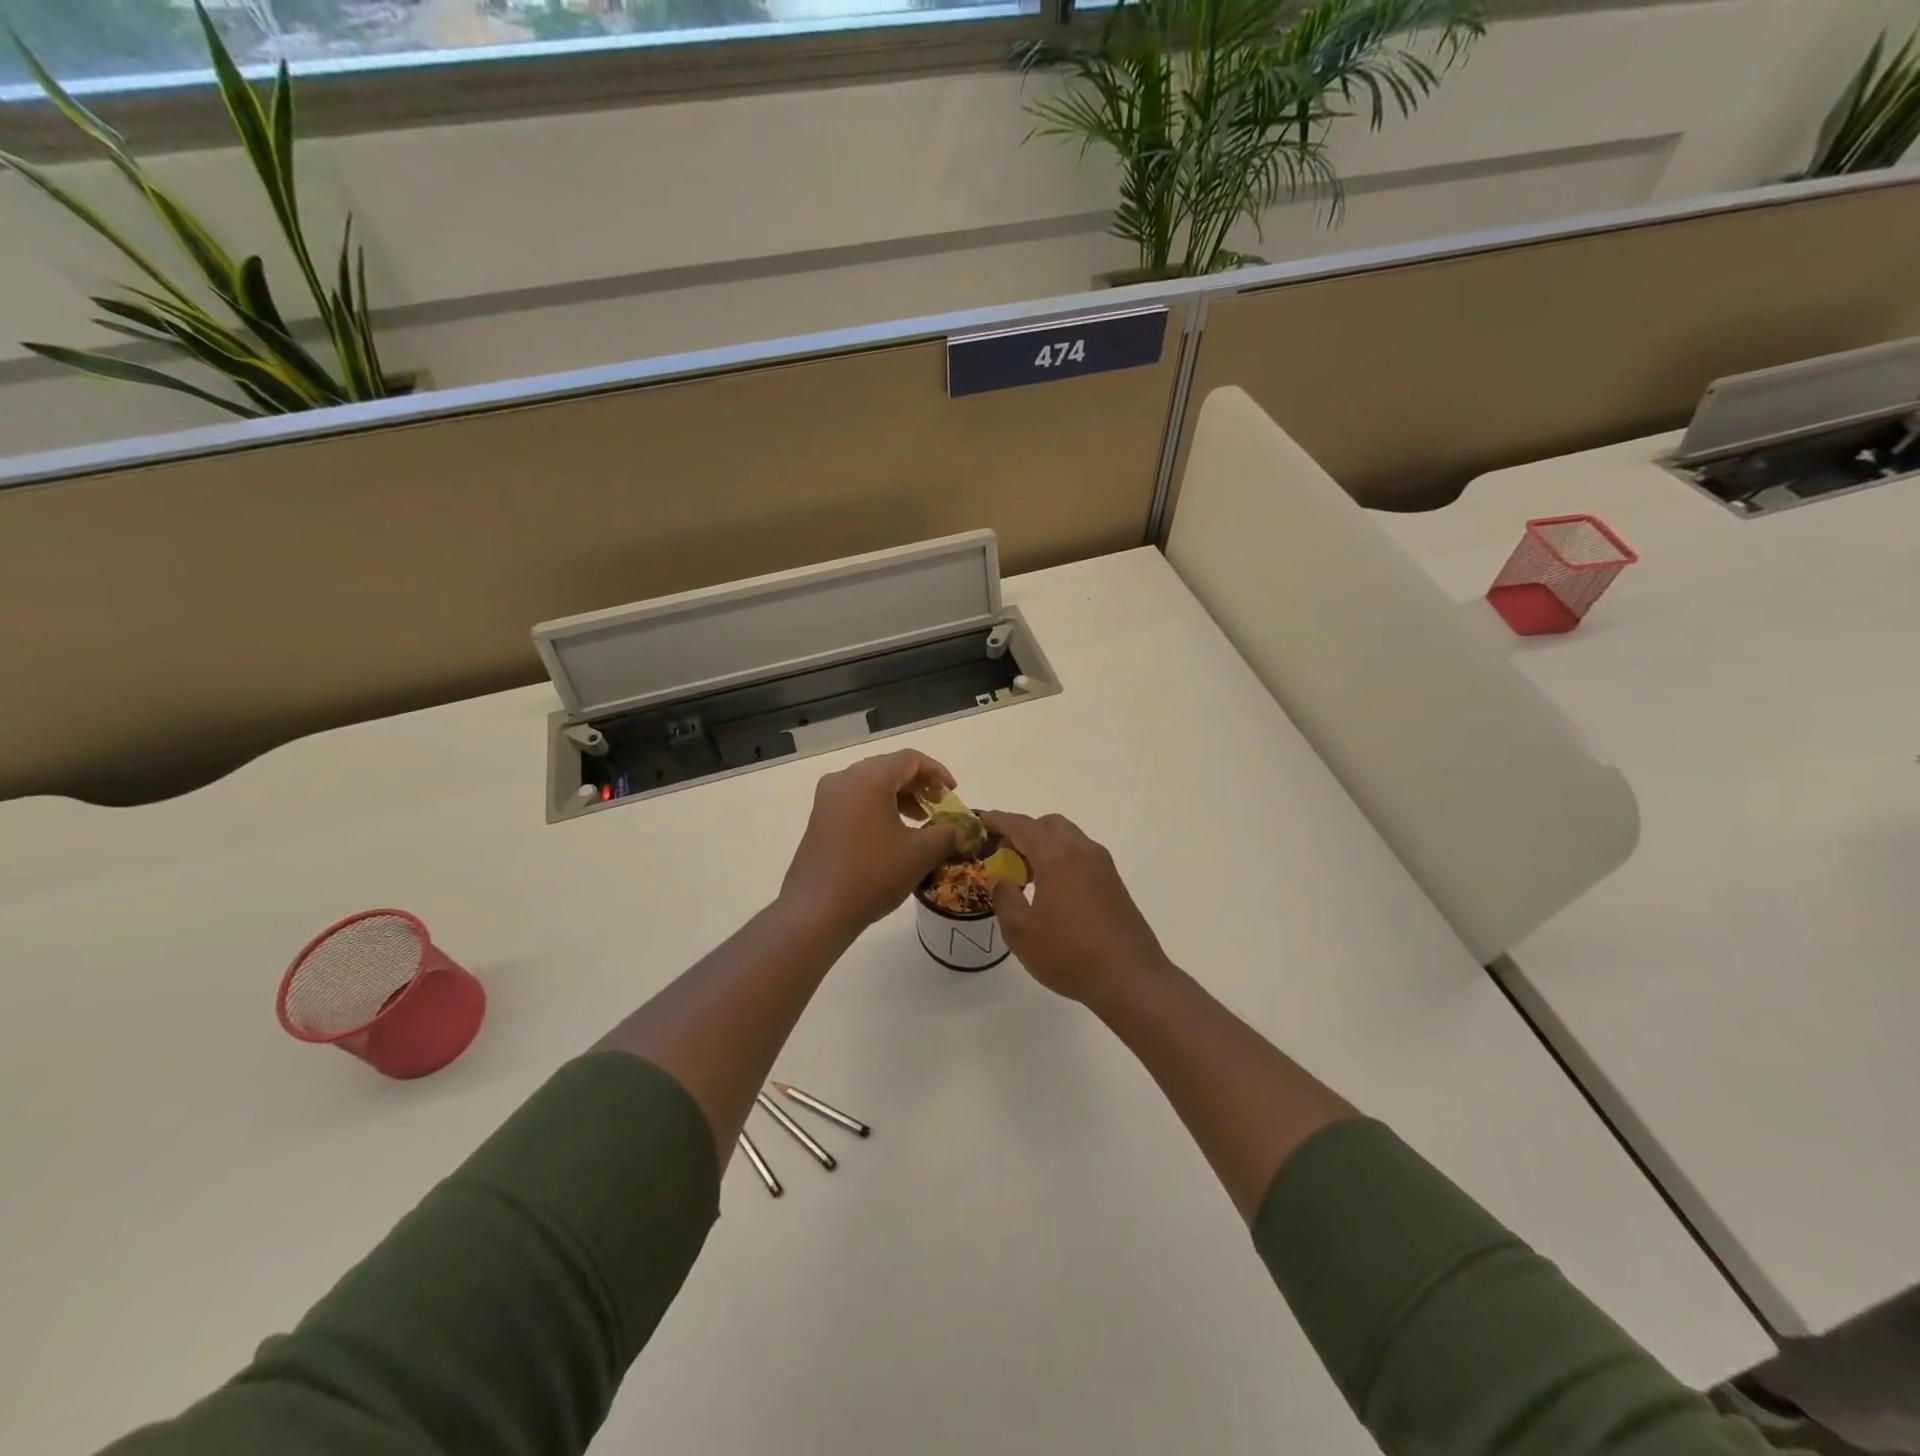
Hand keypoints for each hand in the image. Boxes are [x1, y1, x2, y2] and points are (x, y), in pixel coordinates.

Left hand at [780, 750, 961, 934]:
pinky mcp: (819, 820)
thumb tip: (958, 828)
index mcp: (869, 778)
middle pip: (888, 768)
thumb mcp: (921, 853)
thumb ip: (946, 833)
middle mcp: (844, 780)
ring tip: (920, 823)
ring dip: (899, 798)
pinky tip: (892, 836)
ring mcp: (827, 800)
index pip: (910, 759)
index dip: (937, 773)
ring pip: (870, 785)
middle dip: (918, 785)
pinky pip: (855, 802)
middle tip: (938, 808)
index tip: (953, 794)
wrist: (817, 910)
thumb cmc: (873, 874)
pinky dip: (878, 809)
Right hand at [981, 810, 1171, 1004]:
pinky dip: (1063, 859)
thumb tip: (1000, 879)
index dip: (999, 820)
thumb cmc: (1069, 953)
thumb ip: (1005, 898)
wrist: (1130, 978)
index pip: (1022, 825)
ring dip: (1046, 846)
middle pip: (1049, 825)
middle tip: (1006, 855)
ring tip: (1028, 876)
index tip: (981, 821)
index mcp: (1057, 856)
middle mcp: (1082, 851)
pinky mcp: (1115, 883)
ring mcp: (1103, 866)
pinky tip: (1054, 891)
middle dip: (1025, 832)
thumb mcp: (1021, 932)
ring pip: (1069, 839)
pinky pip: (1082, 856)